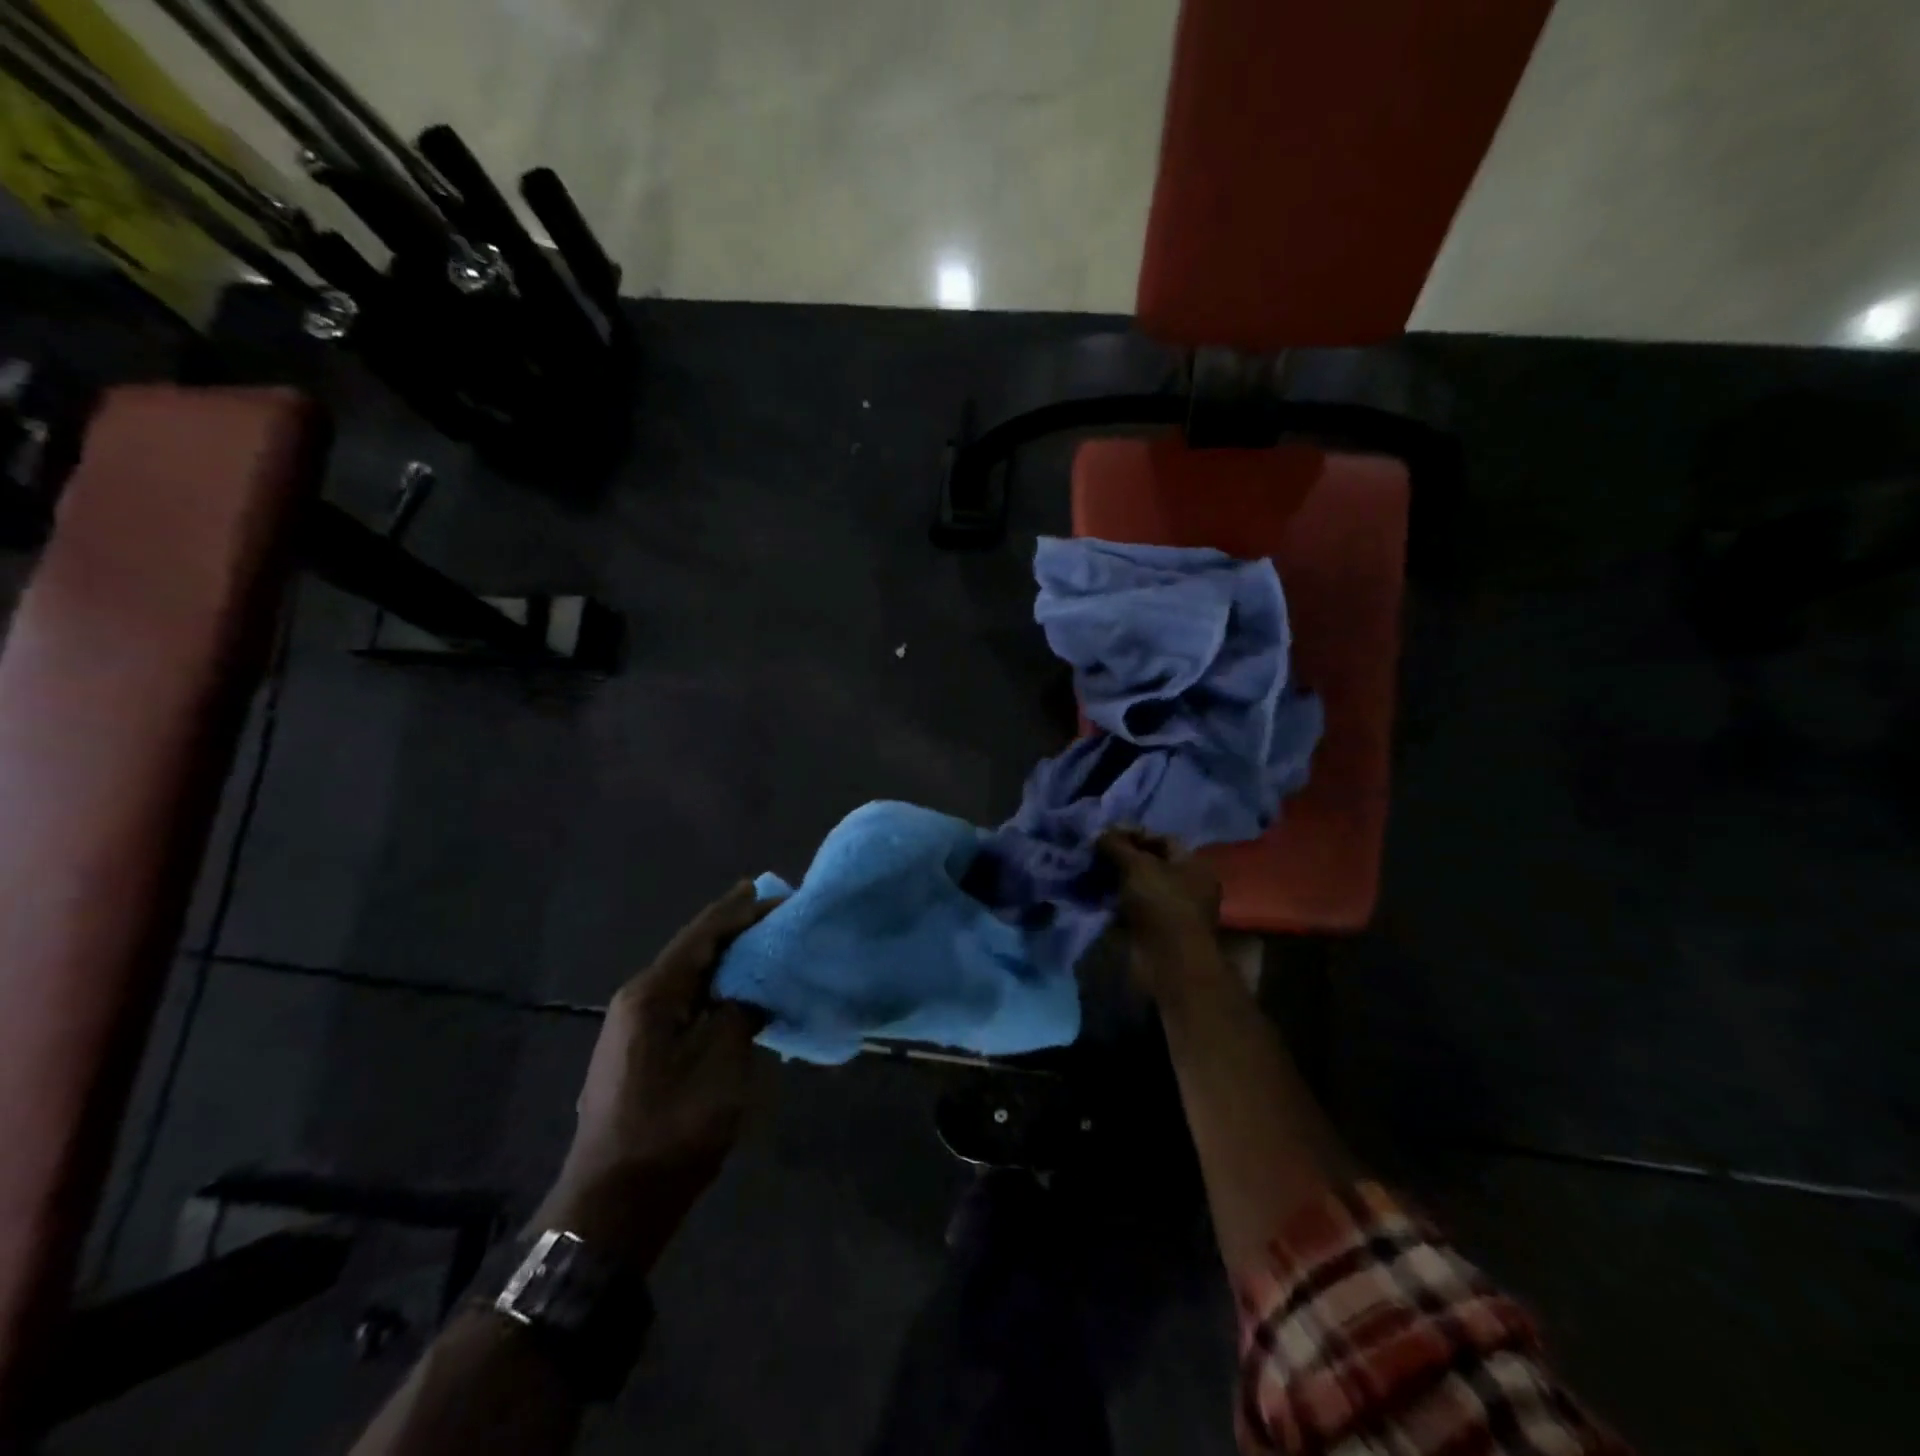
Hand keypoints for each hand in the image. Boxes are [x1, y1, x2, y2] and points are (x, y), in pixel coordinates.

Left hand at [534, 881, 777, 1268]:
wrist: (614, 1204)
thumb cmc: (671, 1127)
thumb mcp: (721, 1063)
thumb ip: (741, 1011)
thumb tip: (754, 987)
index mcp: (653, 993)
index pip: (703, 934)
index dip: (741, 911)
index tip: (777, 893)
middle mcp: (638, 999)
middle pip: (694, 950)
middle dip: (734, 929)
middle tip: (774, 910)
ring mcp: (635, 1028)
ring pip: (689, 978)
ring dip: (726, 960)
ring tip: (763, 943)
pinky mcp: (641, 1052)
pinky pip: (685, 1004)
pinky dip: (716, 990)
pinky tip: (739, 992)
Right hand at [1097, 828, 1222, 998]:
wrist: (1167, 962)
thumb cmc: (1161, 904)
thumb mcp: (1138, 865)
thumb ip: (1118, 845)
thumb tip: (1100, 834)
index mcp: (1194, 866)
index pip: (1163, 840)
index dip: (1134, 834)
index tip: (1106, 835)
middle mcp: (1187, 887)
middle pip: (1150, 864)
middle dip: (1121, 857)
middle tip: (1094, 853)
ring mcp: (1171, 912)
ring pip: (1138, 887)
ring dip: (1115, 880)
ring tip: (1089, 873)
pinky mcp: (1154, 932)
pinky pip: (1131, 908)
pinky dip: (1115, 902)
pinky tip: (1095, 896)